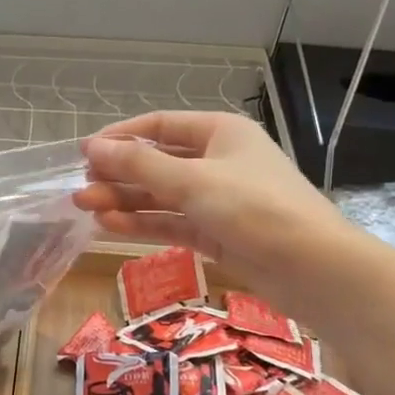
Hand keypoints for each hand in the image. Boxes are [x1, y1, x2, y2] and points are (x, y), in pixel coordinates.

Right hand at [74, 112, 364, 321]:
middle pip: (158, 161)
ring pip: (162, 195)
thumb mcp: (193, 181)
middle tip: (80, 189)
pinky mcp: (218, 233)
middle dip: (119, 174)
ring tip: (84, 209)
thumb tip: (92, 148)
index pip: (160, 125)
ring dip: (125, 200)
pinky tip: (111, 227)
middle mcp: (219, 160)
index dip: (121, 136)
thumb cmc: (255, 208)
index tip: (84, 153)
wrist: (315, 269)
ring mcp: (219, 199)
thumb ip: (139, 165)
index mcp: (220, 132)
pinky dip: (144, 223)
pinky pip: (173, 222)